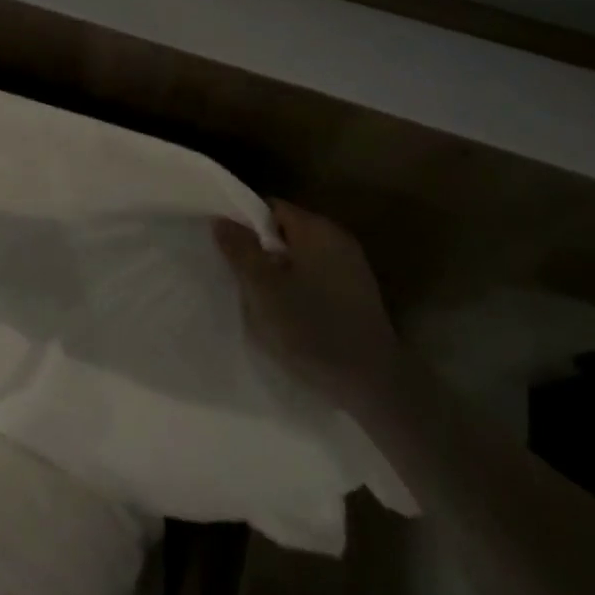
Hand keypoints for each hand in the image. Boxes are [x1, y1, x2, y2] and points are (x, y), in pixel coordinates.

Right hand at [214, 201, 397, 396]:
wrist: (374, 386)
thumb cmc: (312, 329)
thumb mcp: (263, 289)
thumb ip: (240, 250)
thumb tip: (221, 219)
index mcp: (317, 229)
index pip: (270, 208)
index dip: (243, 223)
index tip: (226, 248)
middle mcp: (338, 240)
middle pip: (286, 232)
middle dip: (260, 251)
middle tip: (237, 277)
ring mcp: (352, 269)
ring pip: (300, 258)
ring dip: (278, 273)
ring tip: (259, 300)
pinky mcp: (358, 296)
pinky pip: (316, 279)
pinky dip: (298, 289)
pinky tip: (288, 315)